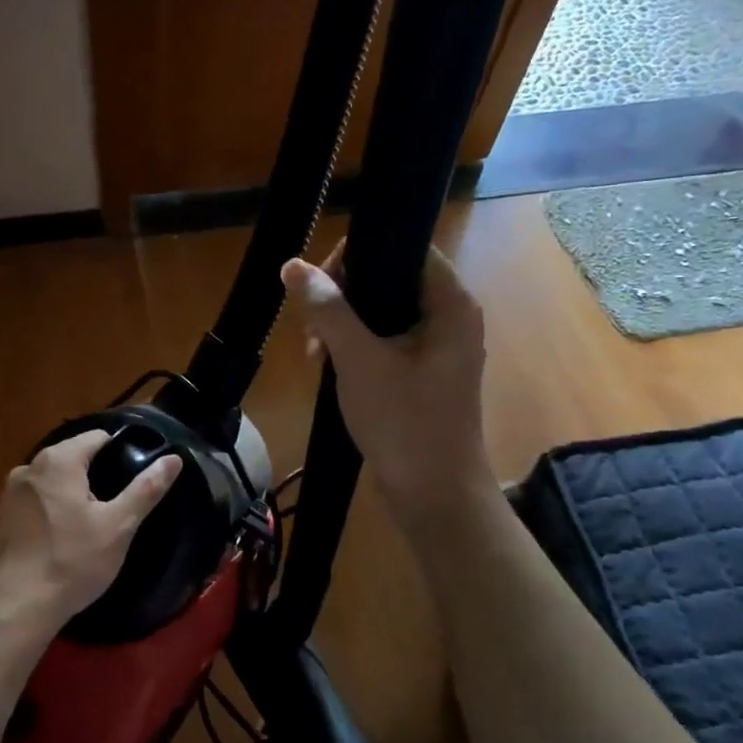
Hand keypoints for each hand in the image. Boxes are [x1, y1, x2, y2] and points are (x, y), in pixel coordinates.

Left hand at [0, 430, 182, 649]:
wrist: (14, 609)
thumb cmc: (71, 562)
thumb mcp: (118, 526)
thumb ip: (146, 488)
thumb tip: (173, 458)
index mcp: (58, 460)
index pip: (97, 438)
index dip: (121, 452)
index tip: (135, 478)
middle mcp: (28, 467)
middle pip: (72, 458)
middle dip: (95, 476)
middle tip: (116, 508)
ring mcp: (8, 494)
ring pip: (51, 482)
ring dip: (71, 495)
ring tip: (91, 526)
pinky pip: (32, 504)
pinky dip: (49, 513)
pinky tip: (60, 541)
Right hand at [280, 243, 492, 519]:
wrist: (433, 495)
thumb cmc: (404, 423)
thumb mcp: (359, 361)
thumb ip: (327, 309)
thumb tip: (293, 266)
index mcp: (449, 303)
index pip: (403, 247)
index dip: (357, 256)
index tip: (320, 289)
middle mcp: (448, 316)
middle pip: (386, 278)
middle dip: (341, 298)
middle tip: (312, 331)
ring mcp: (434, 346)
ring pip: (378, 311)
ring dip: (341, 325)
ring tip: (315, 356)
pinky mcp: (420, 372)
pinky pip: (381, 340)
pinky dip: (352, 347)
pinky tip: (327, 367)